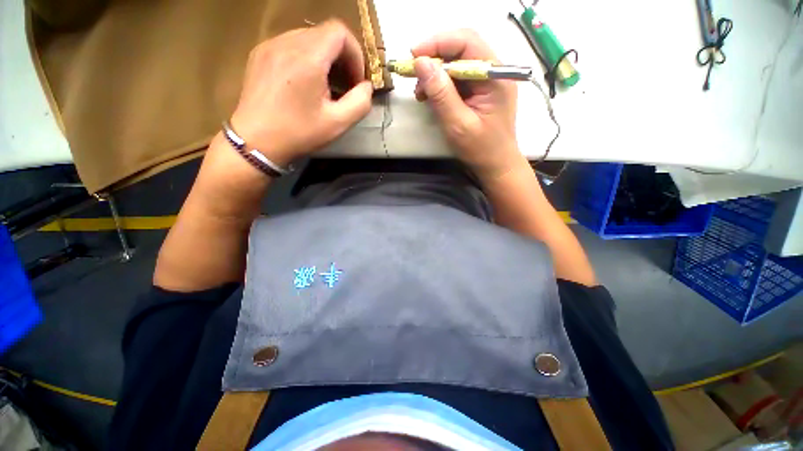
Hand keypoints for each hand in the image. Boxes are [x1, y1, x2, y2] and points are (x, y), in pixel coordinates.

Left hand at [229, 20, 373, 167]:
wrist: (256, 141)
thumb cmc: (299, 133)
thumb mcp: (338, 124)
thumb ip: (360, 103)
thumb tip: (366, 87)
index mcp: (307, 57)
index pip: (340, 32)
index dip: (355, 54)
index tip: (356, 81)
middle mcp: (287, 42)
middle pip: (324, 34)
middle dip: (342, 58)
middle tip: (345, 86)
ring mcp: (270, 46)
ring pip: (308, 38)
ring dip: (325, 58)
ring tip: (326, 86)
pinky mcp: (260, 54)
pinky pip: (291, 45)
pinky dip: (306, 58)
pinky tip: (305, 83)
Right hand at [412, 30, 522, 180]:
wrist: (495, 165)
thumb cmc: (480, 149)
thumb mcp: (458, 125)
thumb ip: (441, 94)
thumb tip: (421, 63)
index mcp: (495, 76)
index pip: (467, 43)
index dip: (438, 43)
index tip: (414, 55)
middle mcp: (493, 72)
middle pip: (461, 50)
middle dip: (434, 58)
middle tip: (413, 74)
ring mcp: (487, 81)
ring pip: (457, 64)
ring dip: (435, 74)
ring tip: (420, 92)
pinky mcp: (479, 91)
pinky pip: (458, 79)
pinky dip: (441, 85)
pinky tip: (430, 96)